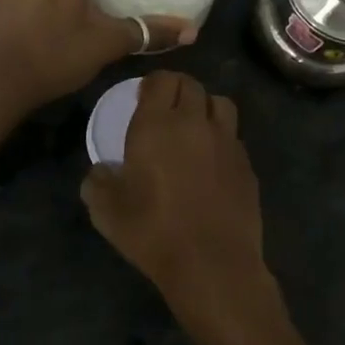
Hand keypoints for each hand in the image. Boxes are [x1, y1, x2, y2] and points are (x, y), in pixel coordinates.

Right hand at [81, 70, 268, 319]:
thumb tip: (100, 172)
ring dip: (205, 107)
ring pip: (220, 103)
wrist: (211, 264)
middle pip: (191, 85)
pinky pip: (234, 137)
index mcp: (157, 125)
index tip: (143, 95)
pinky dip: (222, 139)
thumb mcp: (106, 211)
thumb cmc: (152, 232)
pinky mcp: (247, 165)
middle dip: (177, 89)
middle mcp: (194, 123)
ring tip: (195, 126)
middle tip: (166, 108)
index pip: (161, 80)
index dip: (152, 82)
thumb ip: (97, 182)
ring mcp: (227, 142)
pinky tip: (212, 162)